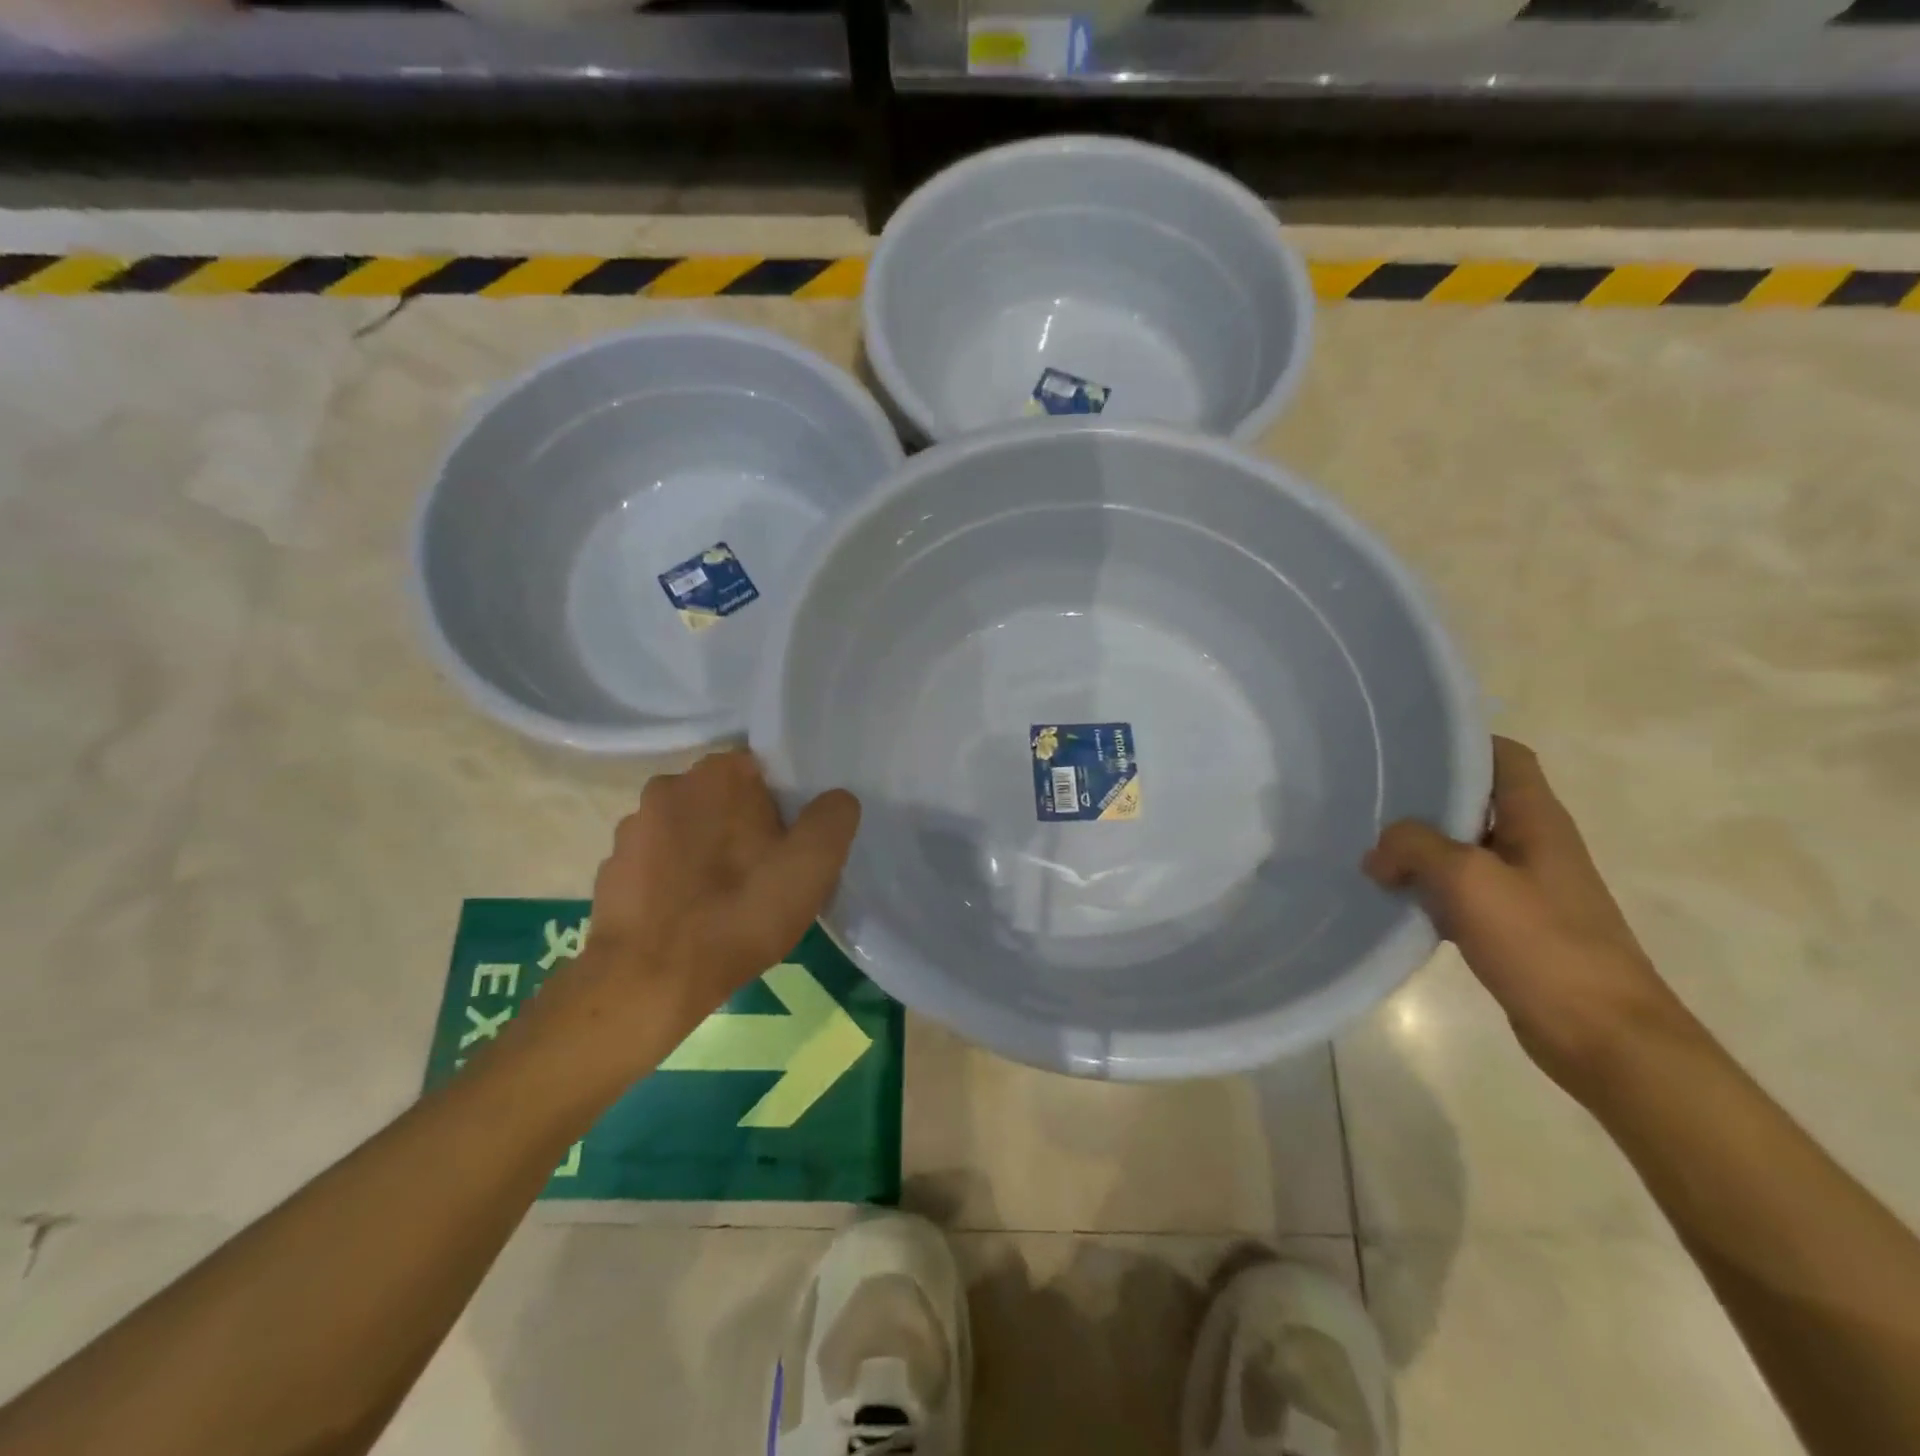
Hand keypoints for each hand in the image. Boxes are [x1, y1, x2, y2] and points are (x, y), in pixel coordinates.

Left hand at [545, 751, 860, 1069]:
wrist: (648, 981)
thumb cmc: (738, 913)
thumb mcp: (812, 866)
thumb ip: (833, 818)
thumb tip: (835, 800)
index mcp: (719, 774)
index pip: (765, 772)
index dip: (784, 808)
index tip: (791, 846)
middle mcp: (669, 786)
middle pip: (725, 800)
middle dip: (745, 828)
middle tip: (766, 875)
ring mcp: (633, 827)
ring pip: (690, 830)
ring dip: (707, 854)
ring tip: (725, 902)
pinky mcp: (610, 867)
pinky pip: (658, 863)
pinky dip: (675, 880)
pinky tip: (691, 917)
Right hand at [1363, 736, 1690, 1098]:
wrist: (1603, 1038)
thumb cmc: (1544, 945)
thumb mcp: (1469, 880)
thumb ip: (1415, 847)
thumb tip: (1378, 853)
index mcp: (1536, 821)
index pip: (1504, 757)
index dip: (1460, 743)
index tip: (1405, 746)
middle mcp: (1533, 845)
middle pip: (1474, 802)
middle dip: (1422, 798)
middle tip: (1367, 797)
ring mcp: (1524, 888)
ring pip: (1460, 849)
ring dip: (1418, 848)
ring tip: (1368, 848)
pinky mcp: (1512, 927)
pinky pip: (1459, 892)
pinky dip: (1426, 890)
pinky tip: (1393, 900)